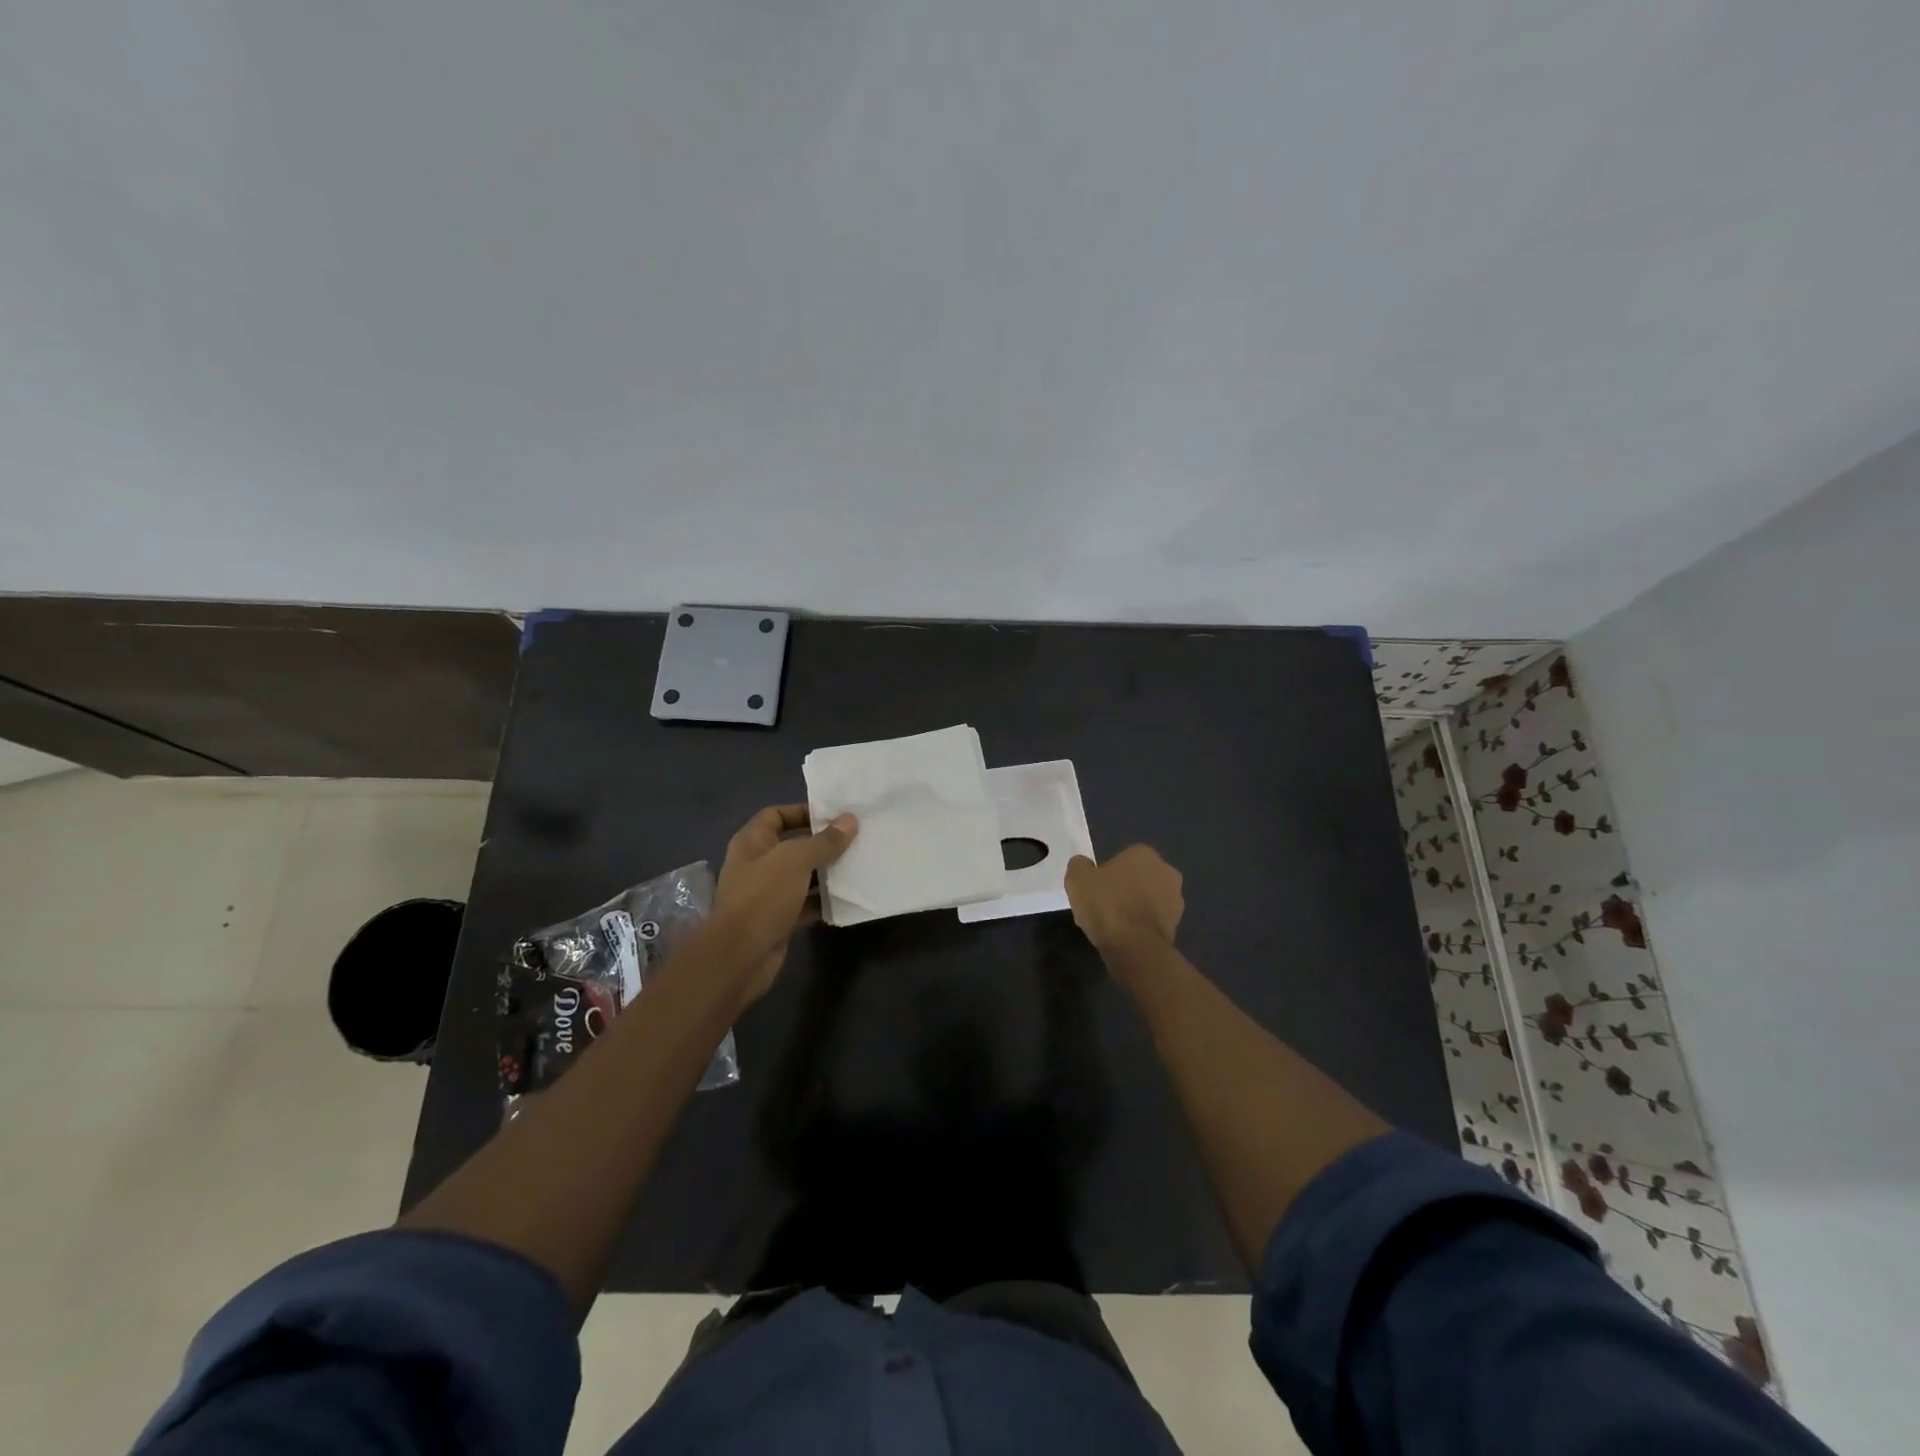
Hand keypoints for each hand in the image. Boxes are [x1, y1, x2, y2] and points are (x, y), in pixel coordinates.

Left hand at [711, 804, 856, 1003]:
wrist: (740, 956)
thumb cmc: (763, 897)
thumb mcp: (796, 860)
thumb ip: (824, 841)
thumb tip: (850, 820)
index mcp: (752, 842)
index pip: (776, 815)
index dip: (803, 811)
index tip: (835, 815)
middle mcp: (758, 864)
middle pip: (793, 845)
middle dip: (822, 842)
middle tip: (856, 838)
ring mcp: (768, 893)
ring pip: (802, 875)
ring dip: (826, 871)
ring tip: (858, 863)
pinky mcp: (779, 918)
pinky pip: (806, 902)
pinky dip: (824, 900)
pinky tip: (848, 896)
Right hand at [1064, 845, 1183, 954]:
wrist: (1134, 947)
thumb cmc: (1106, 904)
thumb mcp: (1077, 878)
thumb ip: (1080, 865)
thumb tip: (1083, 865)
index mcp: (1144, 854)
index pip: (1123, 858)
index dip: (1106, 873)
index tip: (1094, 889)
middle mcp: (1166, 872)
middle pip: (1137, 878)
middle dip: (1123, 890)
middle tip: (1101, 906)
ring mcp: (1175, 900)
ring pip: (1146, 900)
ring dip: (1132, 908)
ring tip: (1110, 926)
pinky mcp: (1176, 926)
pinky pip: (1151, 921)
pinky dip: (1139, 927)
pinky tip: (1122, 938)